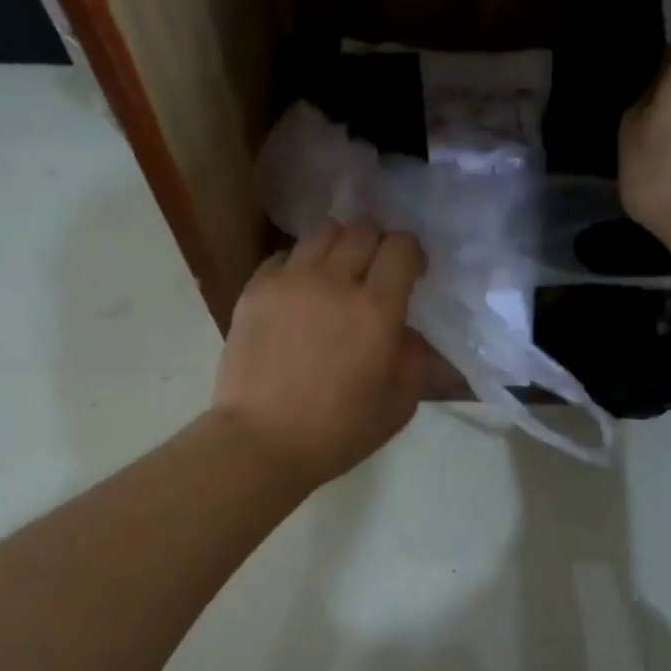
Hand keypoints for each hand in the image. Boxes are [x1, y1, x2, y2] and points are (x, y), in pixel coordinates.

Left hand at [213, 220, 429, 486]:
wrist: (262, 441)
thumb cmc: (338, 431)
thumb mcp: (400, 404)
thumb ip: (414, 356)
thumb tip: (405, 328)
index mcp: (376, 309)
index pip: (401, 247)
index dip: (412, 254)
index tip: (412, 274)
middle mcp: (334, 281)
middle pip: (364, 230)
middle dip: (378, 245)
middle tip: (375, 275)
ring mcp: (290, 281)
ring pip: (323, 231)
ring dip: (340, 246)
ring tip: (337, 274)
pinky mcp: (255, 289)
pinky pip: (285, 255)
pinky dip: (300, 264)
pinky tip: (300, 293)